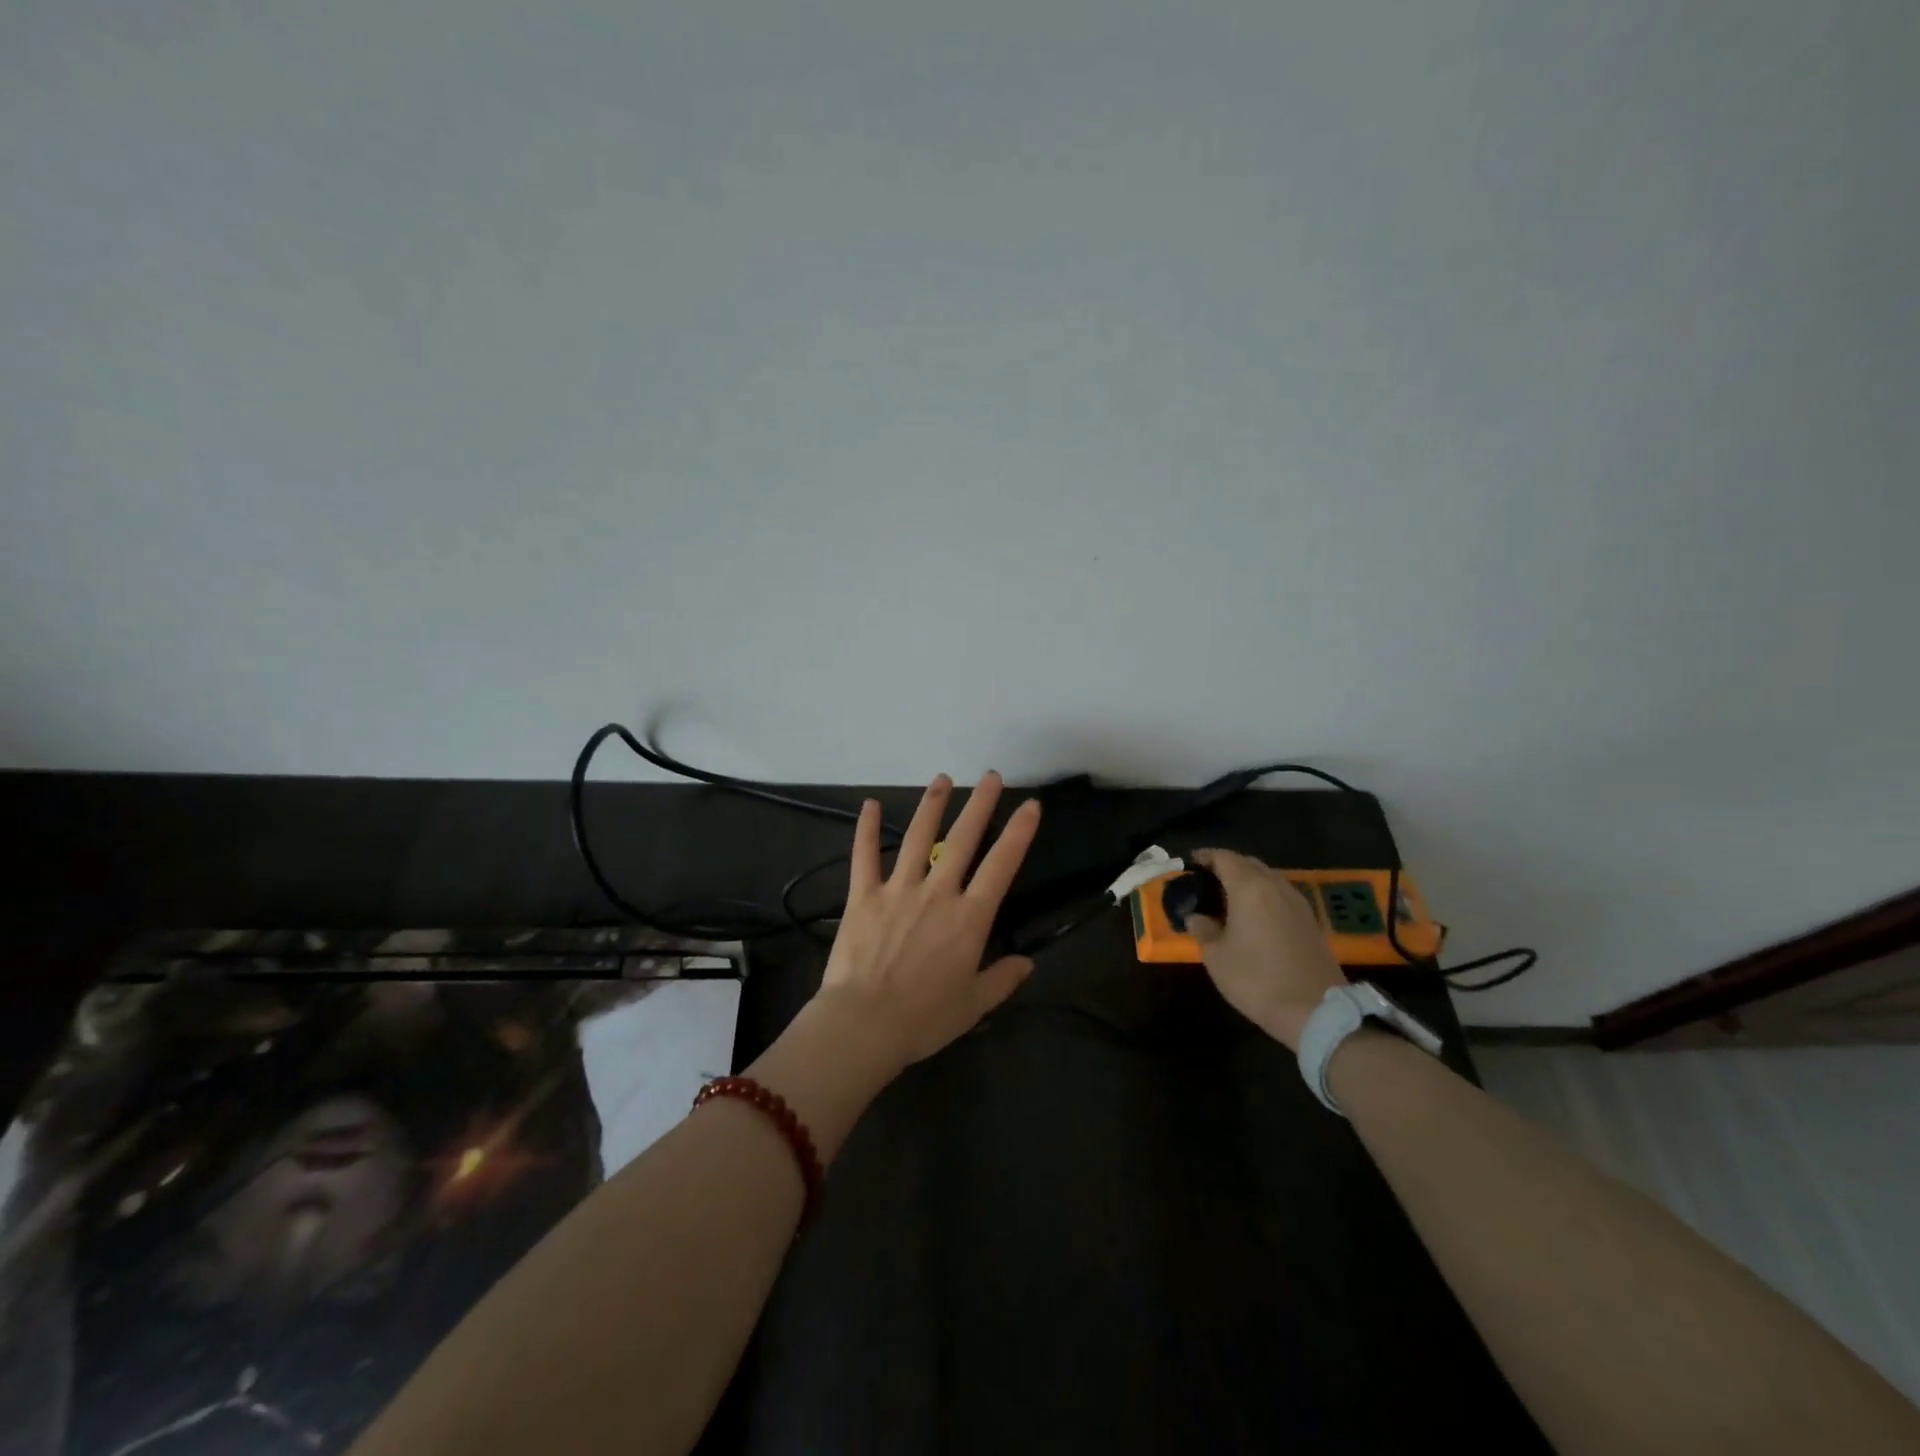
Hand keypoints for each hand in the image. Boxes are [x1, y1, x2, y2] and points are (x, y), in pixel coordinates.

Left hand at [813, 772, 1041, 1072]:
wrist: (864, 1025)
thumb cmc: (924, 1018)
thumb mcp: (974, 1004)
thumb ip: (1003, 979)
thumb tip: (1028, 963)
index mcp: (969, 918)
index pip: (1001, 866)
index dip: (1018, 833)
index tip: (1031, 805)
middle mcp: (937, 893)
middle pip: (962, 839)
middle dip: (979, 804)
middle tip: (991, 776)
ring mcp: (898, 890)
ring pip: (917, 837)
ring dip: (931, 805)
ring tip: (943, 779)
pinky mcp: (863, 896)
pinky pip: (864, 856)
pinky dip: (865, 829)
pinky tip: (868, 804)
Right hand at [1185, 848, 1344, 1050]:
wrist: (1316, 1011)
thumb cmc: (1257, 979)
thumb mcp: (1217, 957)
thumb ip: (1203, 930)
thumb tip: (1196, 917)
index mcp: (1249, 888)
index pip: (1224, 857)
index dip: (1205, 857)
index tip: (1190, 864)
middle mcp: (1276, 886)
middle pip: (1249, 863)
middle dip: (1227, 866)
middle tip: (1207, 882)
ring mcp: (1298, 903)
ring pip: (1268, 878)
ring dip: (1248, 881)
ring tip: (1229, 899)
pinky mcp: (1311, 921)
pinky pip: (1281, 895)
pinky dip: (1264, 896)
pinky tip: (1254, 916)